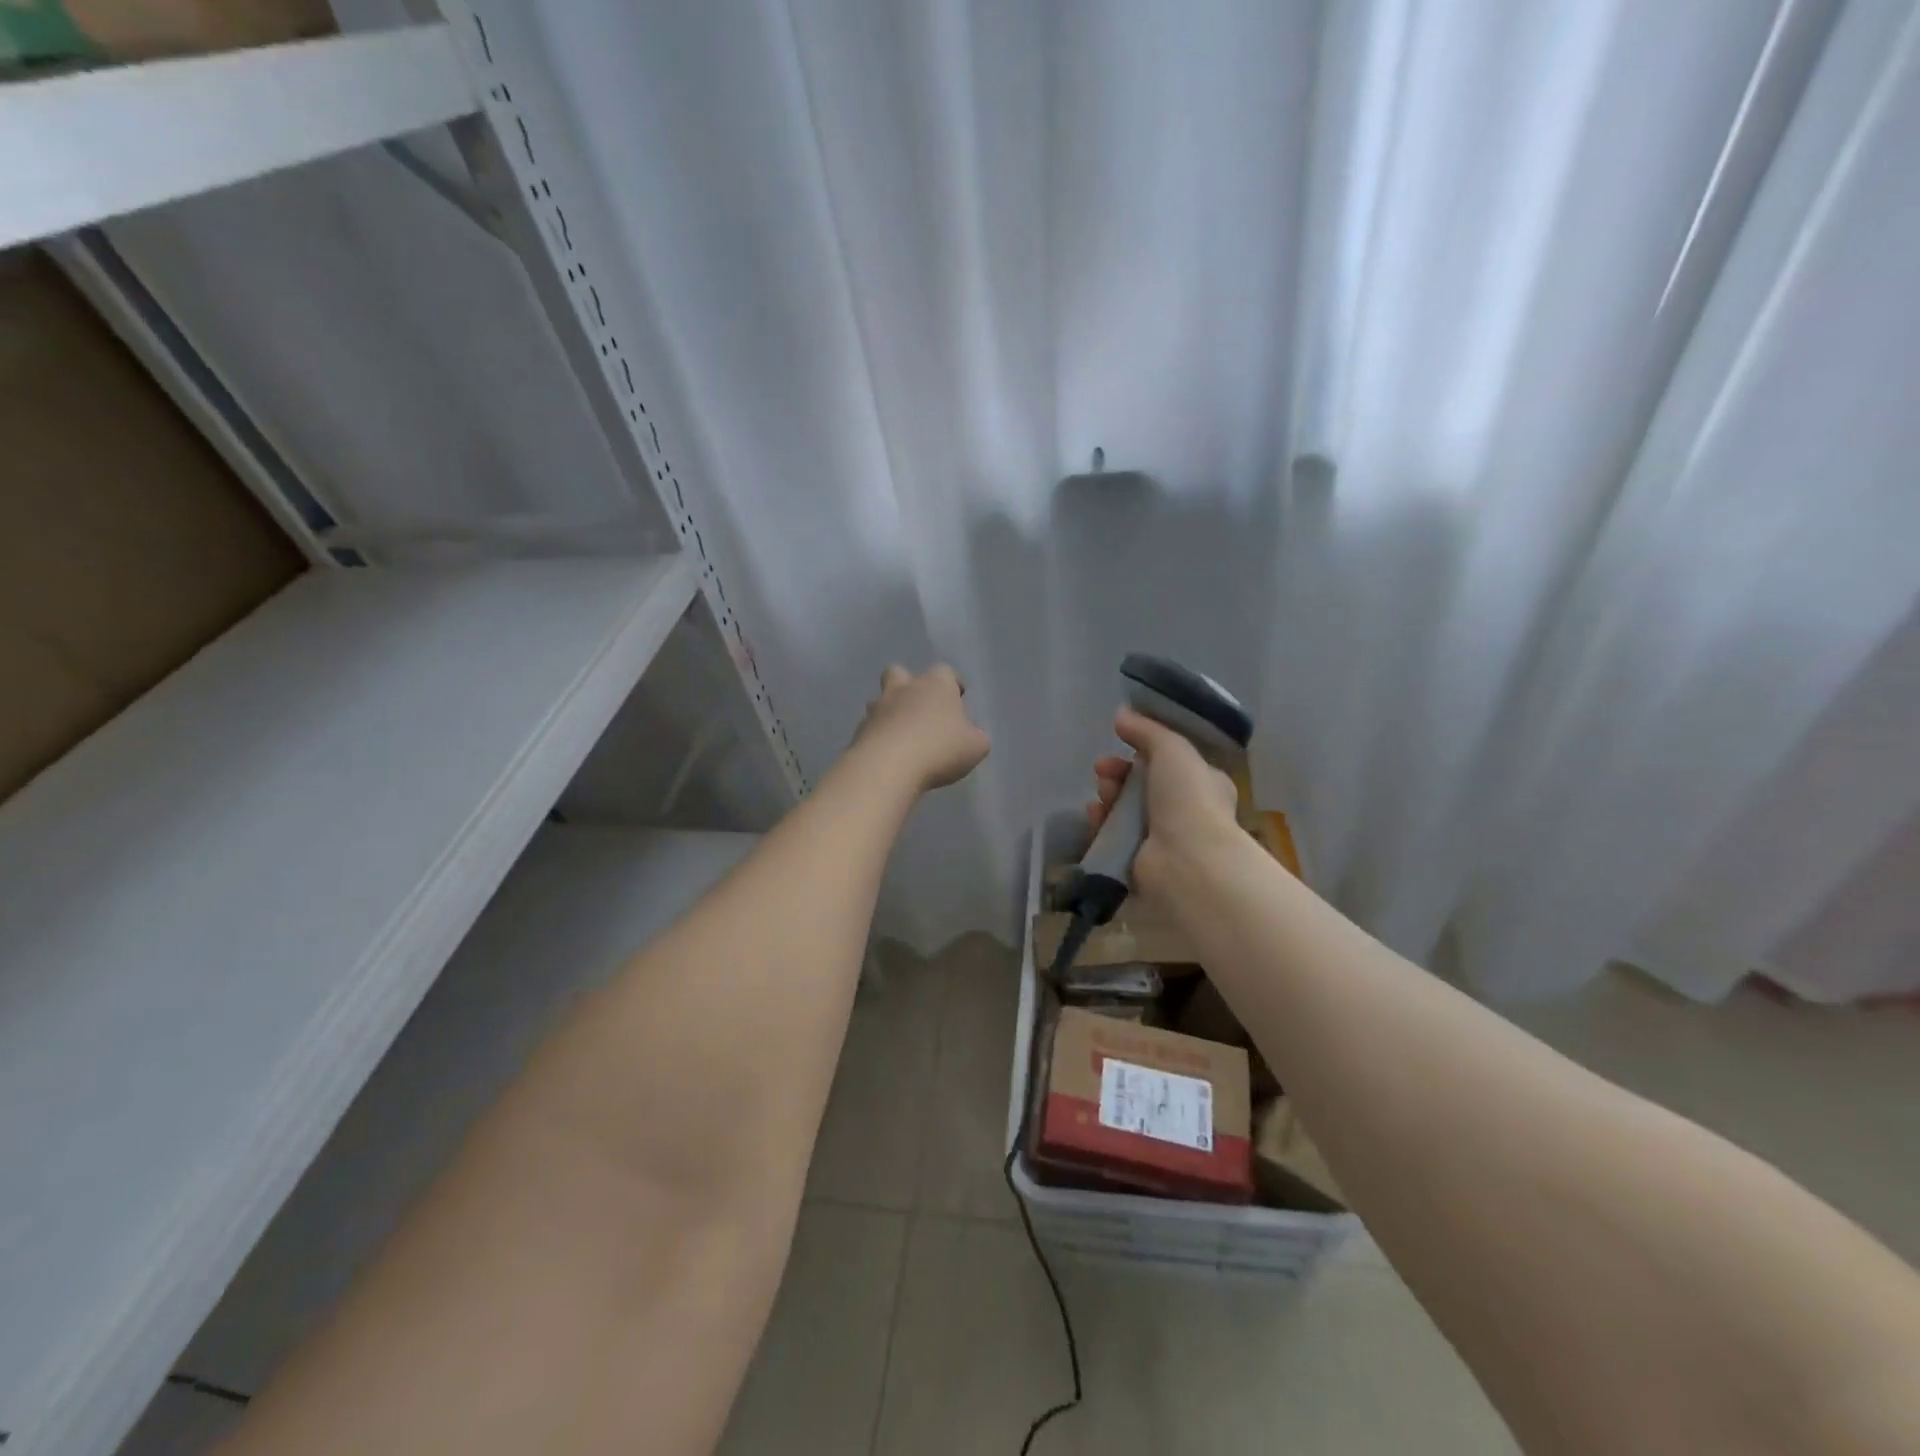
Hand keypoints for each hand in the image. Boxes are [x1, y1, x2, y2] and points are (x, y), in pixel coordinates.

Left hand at [853, 664, 990, 791]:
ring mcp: (878, 707)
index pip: (946, 672)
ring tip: (902, 736)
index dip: (952, 684)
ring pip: (881, 699)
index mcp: (936, 684)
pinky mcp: (859, 730)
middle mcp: (904, 688)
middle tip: (920, 708)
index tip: (958, 699)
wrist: (889, 766)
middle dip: (908, 685)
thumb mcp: (976, 747)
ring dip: (890, 712)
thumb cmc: (940, 750)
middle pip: (900, 672)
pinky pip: (870, 727)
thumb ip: (975, 737)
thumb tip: (971, 736)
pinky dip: (878, 736)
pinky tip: (888, 755)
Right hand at [1087, 708, 1238, 894]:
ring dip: (1108, 797)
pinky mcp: (1138, 861)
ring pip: (1124, 809)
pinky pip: (1113, 836)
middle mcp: (1184, 811)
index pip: (1167, 761)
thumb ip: (1146, 730)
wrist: (1186, 861)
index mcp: (1203, 783)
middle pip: (1141, 784)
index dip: (1141, 750)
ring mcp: (1161, 839)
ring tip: (1101, 795)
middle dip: (1118, 773)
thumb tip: (1122, 714)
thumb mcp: (1173, 749)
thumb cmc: (1189, 800)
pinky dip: (1101, 824)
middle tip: (1103, 770)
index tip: (1120, 741)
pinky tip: (1094, 817)